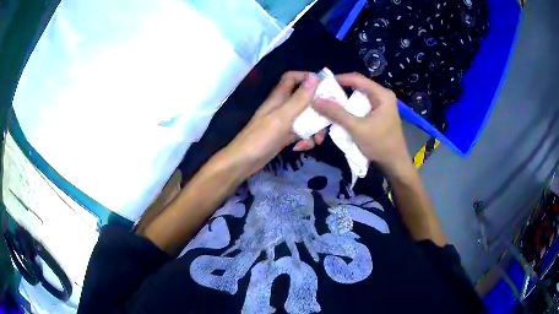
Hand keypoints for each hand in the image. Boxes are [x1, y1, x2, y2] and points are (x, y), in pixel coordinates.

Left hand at [223, 71, 320, 177]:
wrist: (243, 163)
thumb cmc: (260, 138)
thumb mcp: (282, 117)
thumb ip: (299, 99)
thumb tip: (315, 77)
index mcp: (279, 97)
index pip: (293, 78)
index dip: (307, 77)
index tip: (324, 86)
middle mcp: (283, 107)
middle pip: (305, 100)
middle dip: (318, 110)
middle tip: (328, 121)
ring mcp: (284, 122)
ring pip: (306, 118)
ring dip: (314, 128)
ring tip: (316, 141)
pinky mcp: (285, 136)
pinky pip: (301, 133)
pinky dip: (305, 139)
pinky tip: (302, 148)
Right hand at [313, 72, 412, 179]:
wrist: (395, 165)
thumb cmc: (380, 144)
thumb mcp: (357, 128)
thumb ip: (337, 113)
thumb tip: (315, 100)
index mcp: (382, 94)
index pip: (357, 79)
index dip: (339, 79)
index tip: (322, 83)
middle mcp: (383, 96)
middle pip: (358, 87)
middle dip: (340, 91)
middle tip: (322, 95)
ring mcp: (381, 106)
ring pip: (359, 97)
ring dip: (344, 101)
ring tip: (327, 103)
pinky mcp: (379, 115)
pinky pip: (361, 107)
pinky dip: (350, 109)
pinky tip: (340, 114)